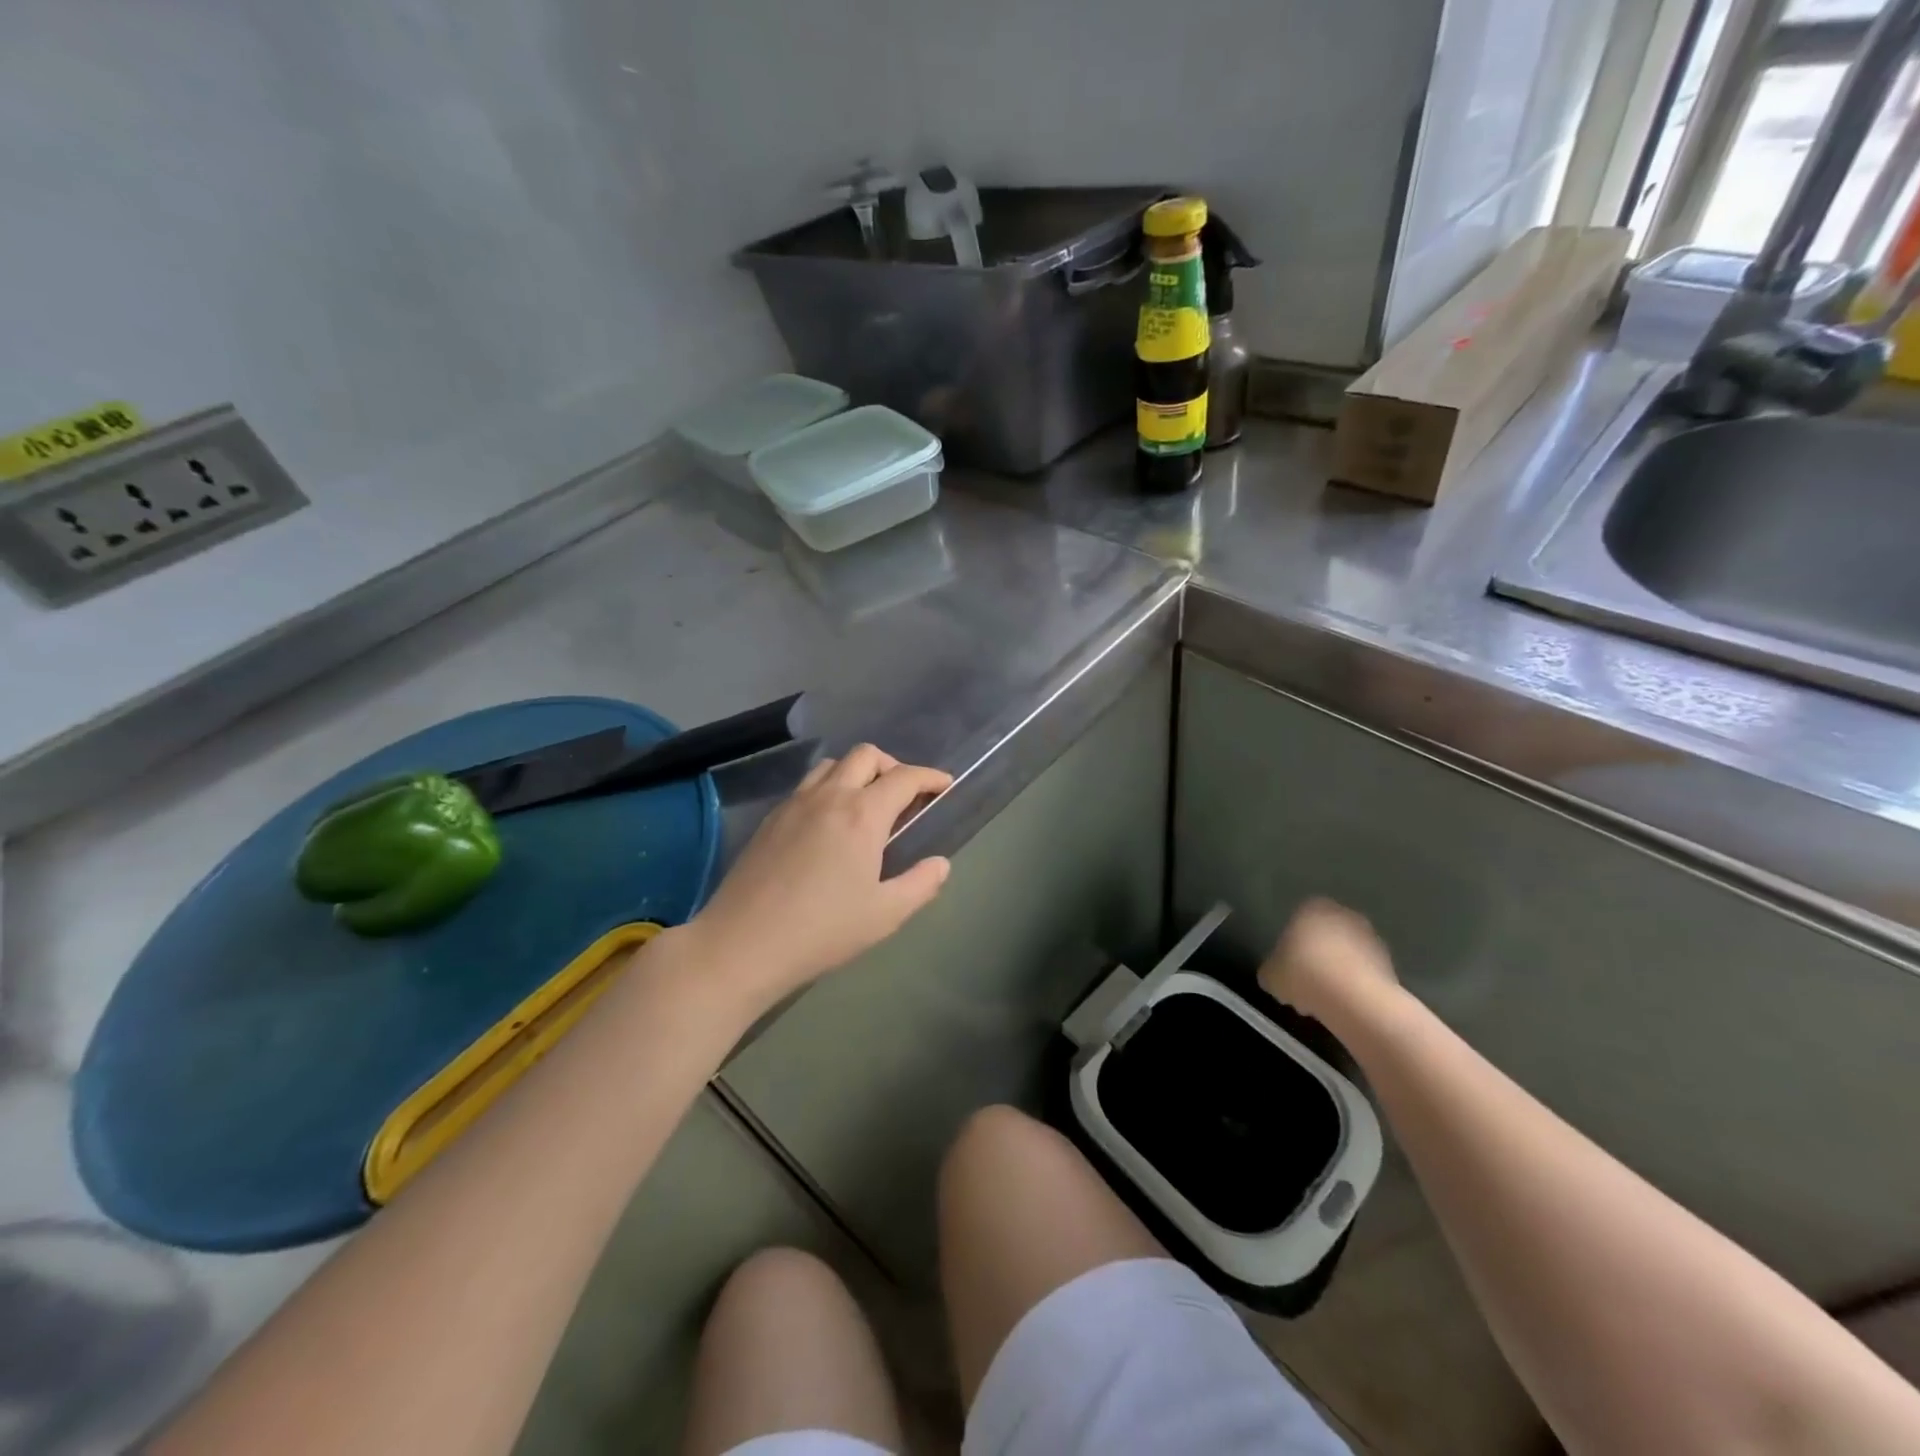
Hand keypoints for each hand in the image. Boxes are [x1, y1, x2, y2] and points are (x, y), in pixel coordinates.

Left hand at [681, 745, 952, 1009]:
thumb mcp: (885, 915)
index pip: (904, 777)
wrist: (743, 943)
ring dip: (857, 772)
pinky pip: (807, 785)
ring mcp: (794, 804)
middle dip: (893, 766)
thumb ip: (920, 884)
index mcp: (862, 814)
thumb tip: (940, 863)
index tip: (944, 786)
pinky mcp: (771, 819)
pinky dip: (829, 788)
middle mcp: (829, 796)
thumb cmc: (822, 931)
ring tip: (867, 805)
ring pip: (832, 765)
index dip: (930, 777)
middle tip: (904, 797)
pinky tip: (829, 823)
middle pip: (866, 755)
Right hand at [1258, 898, 1400, 1026]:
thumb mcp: (1270, 975)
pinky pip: (1363, 973)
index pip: (1296, 921)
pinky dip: (1354, 985)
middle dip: (1315, 958)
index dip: (1290, 947)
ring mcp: (1371, 938)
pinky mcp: (1390, 963)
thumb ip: (1272, 969)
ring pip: (1345, 955)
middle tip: (1304, 985)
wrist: (1355, 999)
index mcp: (1312, 907)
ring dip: (1336, 972)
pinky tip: (1344, 1006)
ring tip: (1325, 1001)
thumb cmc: (1304, 974)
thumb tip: (1276, 974)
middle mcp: (1344, 915)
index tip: (1287, 969)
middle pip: (1324, 937)